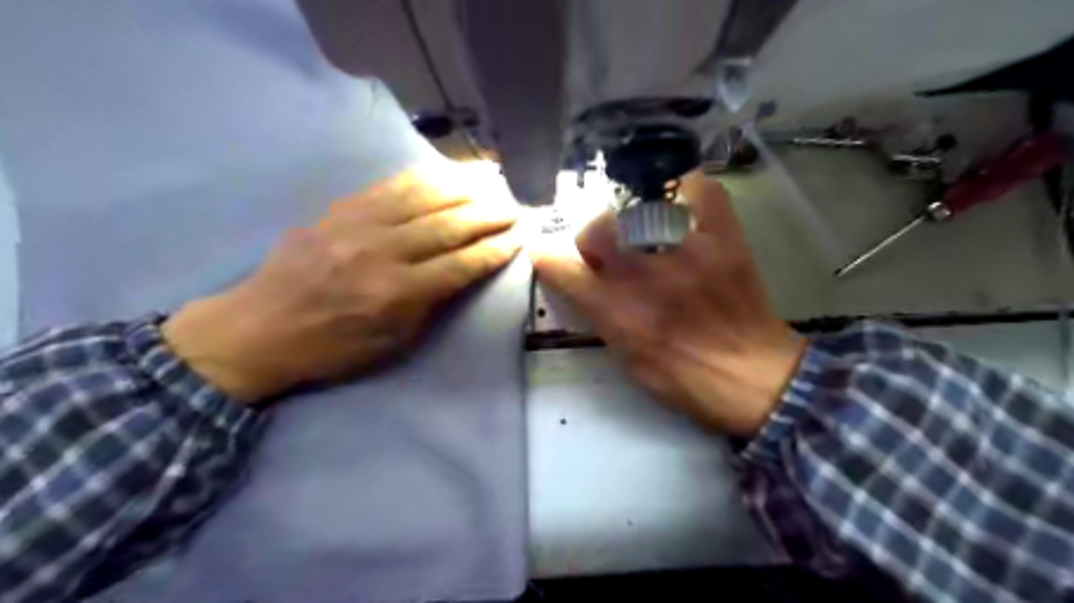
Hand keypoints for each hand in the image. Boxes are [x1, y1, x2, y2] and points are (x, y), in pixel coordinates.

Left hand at [161, 162, 523, 402]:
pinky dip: (423, 179)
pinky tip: (444, 175)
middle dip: (488, 216)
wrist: (260, 328)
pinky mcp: (340, 209)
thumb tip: (461, 272)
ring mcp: (359, 225)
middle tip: (514, 208)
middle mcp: (384, 252)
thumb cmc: (333, 347)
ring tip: (490, 184)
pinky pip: (390, 186)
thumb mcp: (392, 343)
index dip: (494, 250)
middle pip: (449, 225)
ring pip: (424, 197)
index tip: (518, 238)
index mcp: (398, 293)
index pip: (461, 264)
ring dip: (463, 190)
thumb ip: (430, 304)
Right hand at [532, 174, 800, 437]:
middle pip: (597, 229)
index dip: (547, 257)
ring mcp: (688, 253)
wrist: (757, 381)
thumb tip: (589, 289)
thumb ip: (604, 320)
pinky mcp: (725, 241)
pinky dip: (690, 190)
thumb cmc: (687, 382)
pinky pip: (704, 192)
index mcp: (619, 313)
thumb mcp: (630, 362)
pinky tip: (683, 202)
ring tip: (643, 232)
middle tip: (605, 250)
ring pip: (638, 208)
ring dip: (630, 218)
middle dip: (591, 237)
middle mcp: (646, 277)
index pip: (563, 270)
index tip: (547, 253)